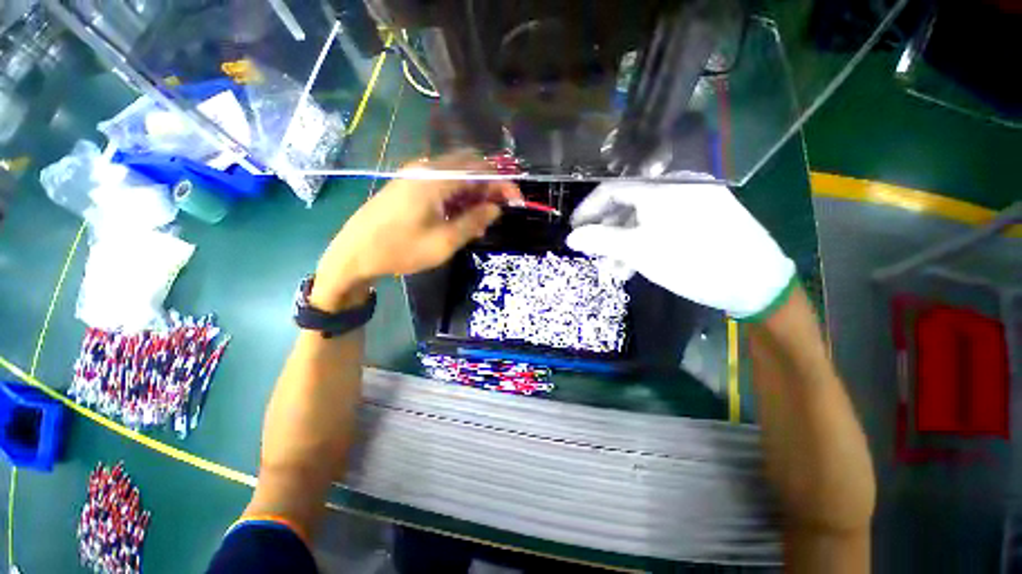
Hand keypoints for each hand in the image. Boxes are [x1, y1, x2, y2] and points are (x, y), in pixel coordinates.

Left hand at [313, 153, 521, 309]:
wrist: (354, 253)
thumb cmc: (400, 250)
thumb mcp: (443, 242)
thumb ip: (473, 222)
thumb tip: (495, 208)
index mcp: (435, 179)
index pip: (480, 170)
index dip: (503, 182)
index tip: (517, 200)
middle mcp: (426, 169)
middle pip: (468, 167)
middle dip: (490, 186)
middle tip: (500, 209)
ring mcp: (415, 175)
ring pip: (455, 175)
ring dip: (474, 192)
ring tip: (482, 219)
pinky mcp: (409, 185)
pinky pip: (441, 183)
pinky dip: (457, 195)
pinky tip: (461, 215)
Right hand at [565, 177, 795, 319]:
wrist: (756, 282)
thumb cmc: (690, 261)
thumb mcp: (638, 251)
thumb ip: (601, 241)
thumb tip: (572, 238)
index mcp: (659, 187)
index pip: (611, 189)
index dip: (588, 209)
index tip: (574, 230)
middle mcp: (674, 187)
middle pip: (627, 205)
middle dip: (606, 232)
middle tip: (594, 254)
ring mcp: (689, 202)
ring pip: (643, 219)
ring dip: (623, 243)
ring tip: (614, 269)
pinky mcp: (699, 218)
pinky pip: (660, 226)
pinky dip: (643, 244)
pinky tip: (634, 266)